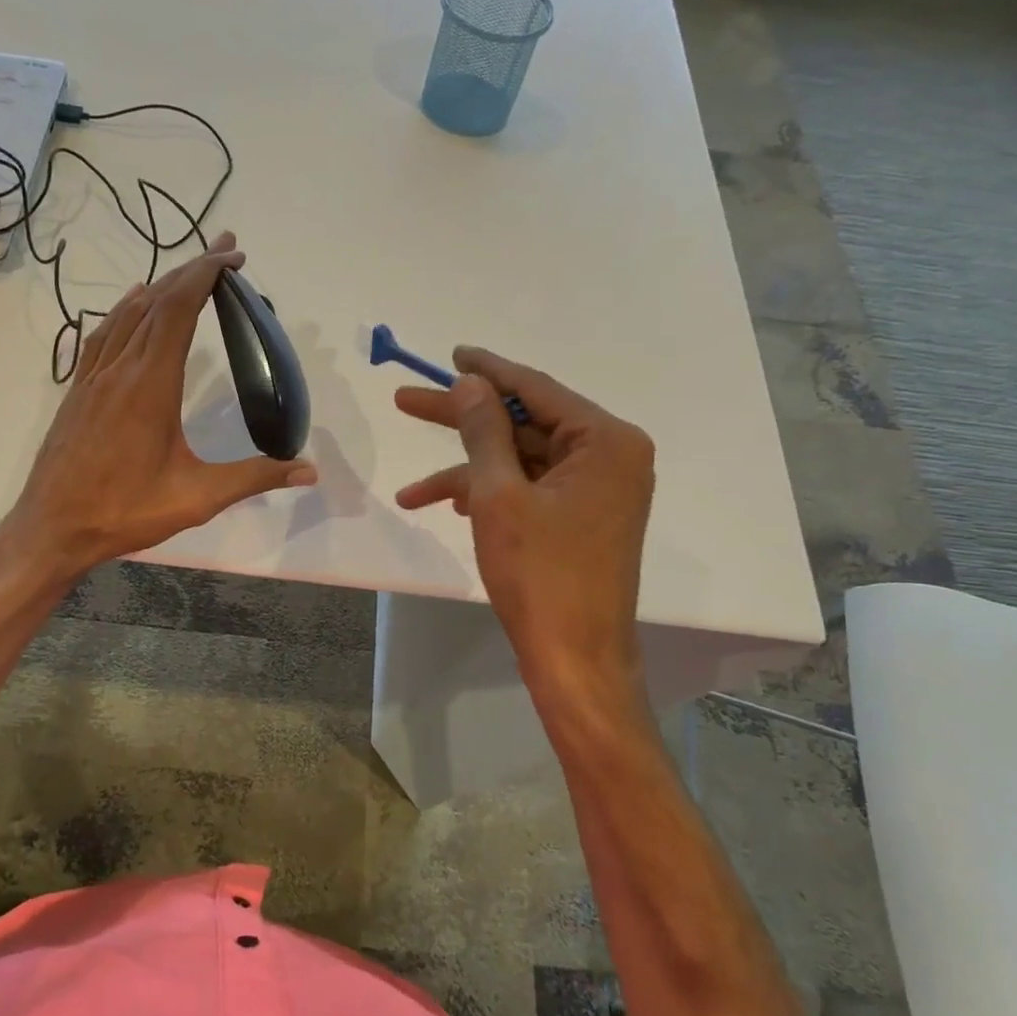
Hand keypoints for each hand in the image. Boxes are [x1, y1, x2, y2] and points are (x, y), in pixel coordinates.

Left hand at [5, 233, 316, 578]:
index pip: (179, 311)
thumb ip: (255, 478)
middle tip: (225, 248)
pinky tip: (132, 305)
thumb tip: (310, 471)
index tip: (233, 255)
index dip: (205, 275)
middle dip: (192, 269)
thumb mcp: (198, 498)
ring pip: (128, 314)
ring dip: (161, 286)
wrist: (52, 528)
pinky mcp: (78, 390)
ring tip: (189, 272)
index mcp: (151, 385)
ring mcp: (94, 378)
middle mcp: (120, 369)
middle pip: (156, 302)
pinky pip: (103, 335)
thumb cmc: (125, 511)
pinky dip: (125, 310)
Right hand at [394, 348, 654, 694]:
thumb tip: (468, 381)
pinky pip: (529, 490)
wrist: (575, 660)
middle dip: (463, 421)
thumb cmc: (540, 574)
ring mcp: (597, 491)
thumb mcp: (499, 495)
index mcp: (606, 441)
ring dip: (466, 473)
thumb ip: (482, 430)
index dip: (487, 371)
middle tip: (406, 402)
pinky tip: (448, 507)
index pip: (536, 389)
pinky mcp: (581, 518)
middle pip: (524, 425)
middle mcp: (610, 457)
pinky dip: (489, 496)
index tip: (449, 354)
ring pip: (520, 462)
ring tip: (412, 494)